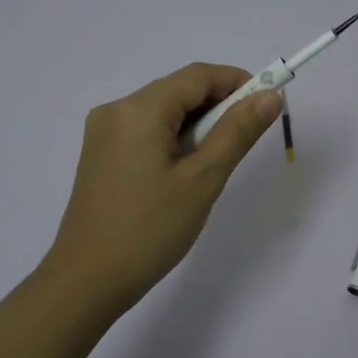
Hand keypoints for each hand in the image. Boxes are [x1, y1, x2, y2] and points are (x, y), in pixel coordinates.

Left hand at [45, 63, 281, 313]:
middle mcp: (116, 110)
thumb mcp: (202, 180)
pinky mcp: (100, 156)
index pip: (198, 76)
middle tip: (245, 144)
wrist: (87, 280)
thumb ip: (237, 132)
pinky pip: (145, 132)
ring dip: (197, 127)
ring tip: (214, 167)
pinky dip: (173, 141)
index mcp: (139, 109)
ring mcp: (103, 133)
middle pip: (178, 91)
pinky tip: (185, 174)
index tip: (268, 106)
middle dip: (218, 108)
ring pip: (163, 113)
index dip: (238, 83)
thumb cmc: (149, 230)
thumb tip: (270, 96)